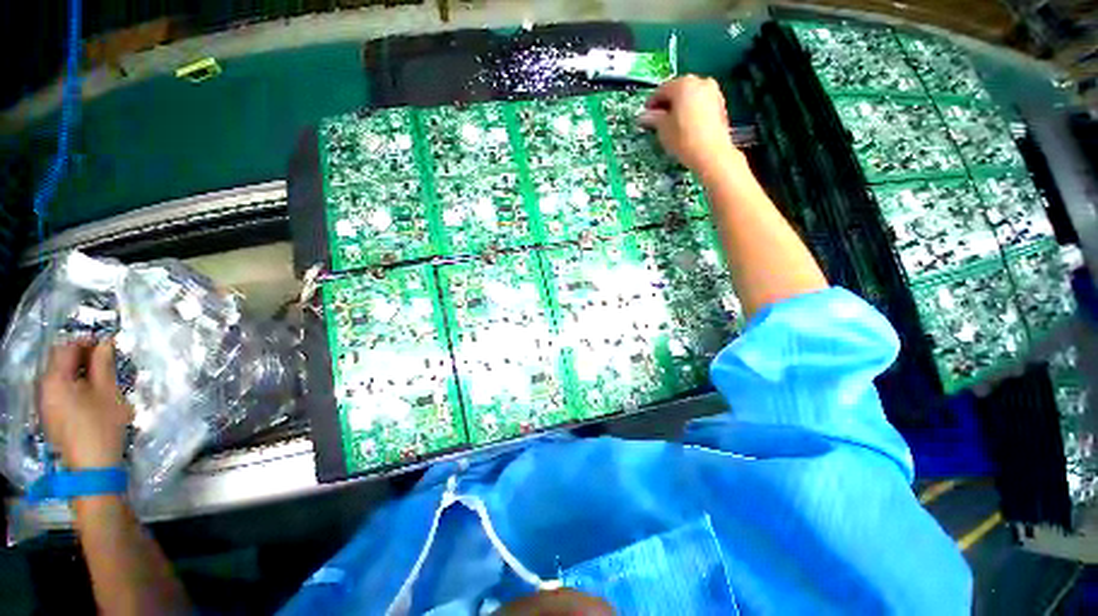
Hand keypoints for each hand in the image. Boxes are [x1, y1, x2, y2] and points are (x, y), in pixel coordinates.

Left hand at [41, 341, 132, 468]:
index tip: (107, 344)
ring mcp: (45, 403)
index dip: (87, 342)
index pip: (67, 348)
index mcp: (55, 379)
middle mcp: (43, 387)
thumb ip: (103, 364)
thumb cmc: (101, 425)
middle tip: (106, 361)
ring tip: (100, 379)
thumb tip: (105, 342)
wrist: (91, 467)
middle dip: (82, 357)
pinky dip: (74, 386)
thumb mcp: (108, 392)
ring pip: (59, 377)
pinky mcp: (50, 415)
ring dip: (79, 372)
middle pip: (59, 362)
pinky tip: (89, 396)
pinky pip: (59, 391)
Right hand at [638, 75, 741, 177]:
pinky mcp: (720, 105)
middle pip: (678, 90)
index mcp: (683, 84)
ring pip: (690, 97)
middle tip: (658, 120)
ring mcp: (713, 92)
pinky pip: (701, 104)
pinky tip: (686, 126)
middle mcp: (700, 82)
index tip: (645, 115)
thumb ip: (652, 118)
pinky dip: (692, 112)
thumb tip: (643, 116)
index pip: (661, 90)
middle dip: (667, 104)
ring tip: (672, 124)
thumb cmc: (683, 138)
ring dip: (680, 107)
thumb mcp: (662, 129)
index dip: (651, 103)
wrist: (711, 153)